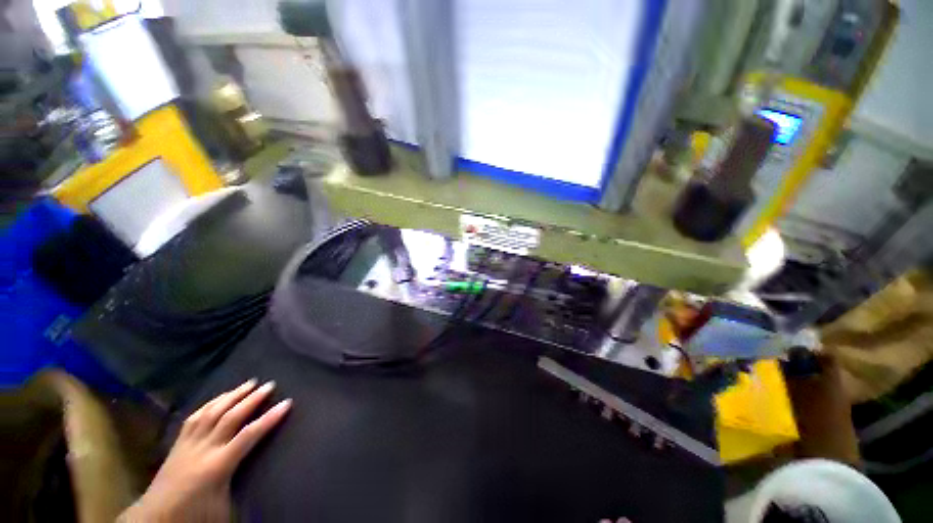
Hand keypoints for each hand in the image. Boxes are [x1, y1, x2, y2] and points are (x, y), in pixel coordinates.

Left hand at [120, 379, 291, 521]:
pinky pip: (194, 418)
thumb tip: (263, 485)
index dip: (270, 418)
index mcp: (217, 465)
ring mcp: (188, 444)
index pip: (249, 435)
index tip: (287, 403)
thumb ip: (241, 488)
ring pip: (211, 412)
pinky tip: (218, 399)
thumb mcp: (223, 509)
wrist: (153, 519)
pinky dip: (209, 404)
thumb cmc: (193, 517)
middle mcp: (203, 449)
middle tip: (269, 384)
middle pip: (230, 417)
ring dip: (232, 396)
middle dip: (252, 399)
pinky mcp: (177, 444)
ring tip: (248, 383)